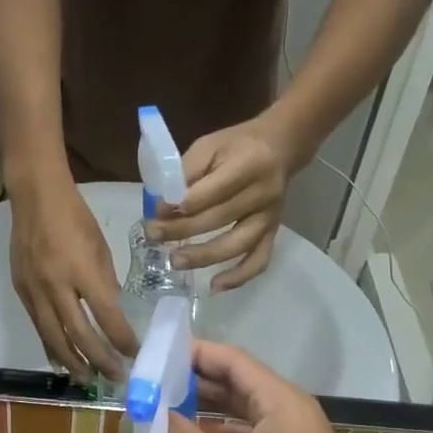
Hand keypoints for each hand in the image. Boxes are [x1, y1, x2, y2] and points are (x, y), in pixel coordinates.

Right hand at [10, 177, 137, 381]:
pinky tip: (60, 360)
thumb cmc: (75, 218)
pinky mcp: (20, 290)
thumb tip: (112, 314)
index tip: (135, 354)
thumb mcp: (99, 247)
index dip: (122, 339)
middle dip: (98, 360)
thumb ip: (105, 283)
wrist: (35, 197)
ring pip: (53, 336)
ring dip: (71, 361)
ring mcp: (34, 290)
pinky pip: (37, 326)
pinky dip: (50, 346)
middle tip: (114, 377)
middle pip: (78, 334)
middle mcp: (55, 285)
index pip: (106, 315)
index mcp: (82, 270)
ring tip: (87, 379)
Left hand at [146, 119, 294, 291]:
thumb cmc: (236, 145)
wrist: (280, 147)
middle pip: (218, 219)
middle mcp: (262, 194)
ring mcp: (269, 217)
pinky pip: (259, 260)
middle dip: (181, 230)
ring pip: (237, 245)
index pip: (210, 192)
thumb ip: (186, 172)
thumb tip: (163, 206)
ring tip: (175, 262)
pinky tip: (215, 287)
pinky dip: (239, 277)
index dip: (181, 205)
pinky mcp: (273, 233)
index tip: (156, 211)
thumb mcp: (208, 146)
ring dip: (203, 257)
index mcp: (247, 166)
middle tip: (152, 236)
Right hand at [163, 341, 387, 432]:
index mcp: (281, 403)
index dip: (189, 353)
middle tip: (145, 387)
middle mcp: (289, 414)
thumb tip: (145, 413)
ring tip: (159, 413)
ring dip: (203, 412)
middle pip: (235, 383)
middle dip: (191, 383)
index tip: (149, 357)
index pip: (230, 360)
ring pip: (241, 414)